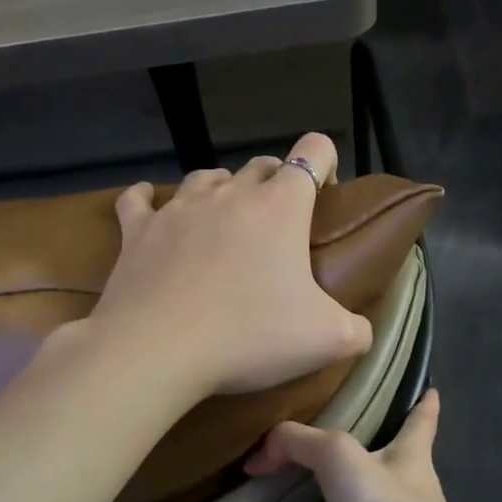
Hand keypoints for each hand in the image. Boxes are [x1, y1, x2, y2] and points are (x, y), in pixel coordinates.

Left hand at [87, 132, 374, 397]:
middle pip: (260, 166)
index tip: (325, 195)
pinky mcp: (138, 230)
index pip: (313, 151)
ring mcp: (179, 208)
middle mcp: (230, 194)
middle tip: (279, 226)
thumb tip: (363, 331)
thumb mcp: (328, 340)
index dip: (325, 163)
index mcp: (280, 206)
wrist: (158, 350)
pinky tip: (152, 209)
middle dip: (275, 184)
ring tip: (225, 221)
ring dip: (222, 191)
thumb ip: (358, 330)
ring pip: (207, 178)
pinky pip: (140, 200)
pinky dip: (149, 201)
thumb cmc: (250, 336)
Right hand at [245, 389, 488, 501]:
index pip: (421, 421)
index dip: (424, 403)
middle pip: (384, 474)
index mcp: (409, 459)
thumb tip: (263, 452)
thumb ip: (301, 444)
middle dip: (358, 468)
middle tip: (322, 461)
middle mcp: (408, 498)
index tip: (431, 389)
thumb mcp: (341, 460)